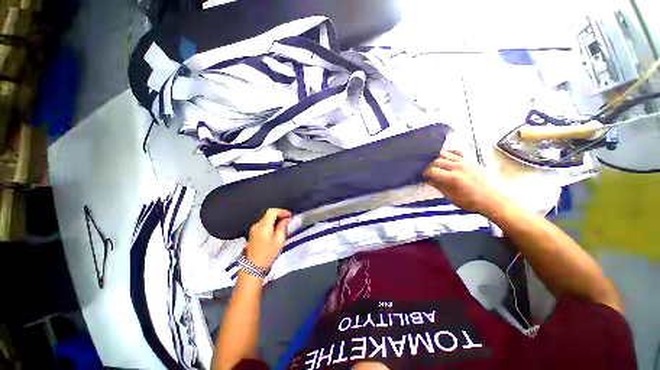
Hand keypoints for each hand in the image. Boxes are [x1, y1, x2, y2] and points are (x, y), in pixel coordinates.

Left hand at [246, 208, 291, 269]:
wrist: (253, 267)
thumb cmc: (268, 253)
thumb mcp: (279, 240)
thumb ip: (282, 227)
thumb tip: (286, 219)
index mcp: (264, 225)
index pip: (272, 211)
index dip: (282, 211)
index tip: (290, 215)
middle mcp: (257, 224)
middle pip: (269, 214)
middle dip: (279, 215)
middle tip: (288, 220)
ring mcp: (254, 229)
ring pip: (266, 219)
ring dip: (275, 219)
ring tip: (284, 225)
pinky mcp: (253, 233)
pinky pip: (263, 224)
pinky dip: (271, 224)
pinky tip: (276, 230)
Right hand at [423, 150, 506, 215]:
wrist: (491, 199)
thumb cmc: (469, 201)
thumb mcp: (450, 197)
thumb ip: (438, 186)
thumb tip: (429, 180)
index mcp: (451, 177)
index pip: (431, 170)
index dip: (425, 173)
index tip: (424, 176)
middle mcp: (457, 167)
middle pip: (436, 161)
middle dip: (430, 166)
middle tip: (429, 172)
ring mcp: (464, 162)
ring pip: (445, 154)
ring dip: (437, 158)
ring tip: (435, 164)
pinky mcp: (470, 160)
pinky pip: (457, 152)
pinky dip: (450, 153)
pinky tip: (447, 158)